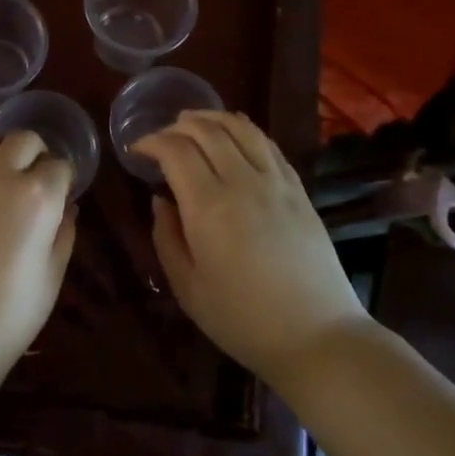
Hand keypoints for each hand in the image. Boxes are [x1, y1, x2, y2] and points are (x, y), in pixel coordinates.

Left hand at [0, 124, 77, 376]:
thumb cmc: (9, 316)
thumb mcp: (51, 277)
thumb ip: (63, 233)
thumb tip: (66, 206)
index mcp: (37, 196)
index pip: (60, 165)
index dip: (64, 179)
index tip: (61, 194)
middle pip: (24, 139)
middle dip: (35, 154)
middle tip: (32, 179)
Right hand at [134, 111, 367, 387]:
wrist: (317, 337)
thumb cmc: (242, 320)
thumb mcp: (188, 288)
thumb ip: (167, 237)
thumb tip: (160, 201)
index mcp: (208, 206)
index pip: (175, 150)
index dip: (151, 142)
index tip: (137, 151)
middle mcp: (242, 182)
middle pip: (207, 130)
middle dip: (177, 125)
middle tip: (161, 138)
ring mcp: (276, 182)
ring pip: (241, 128)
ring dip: (212, 118)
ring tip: (193, 122)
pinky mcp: (298, 190)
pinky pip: (268, 145)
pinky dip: (245, 130)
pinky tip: (235, 136)